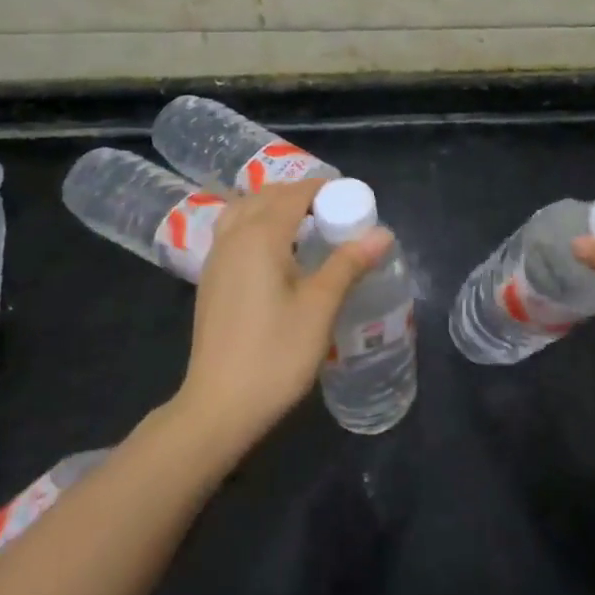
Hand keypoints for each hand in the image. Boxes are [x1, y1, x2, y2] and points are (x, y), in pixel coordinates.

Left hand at [173, 178, 393, 449]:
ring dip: (274, 206)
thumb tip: (383, 232)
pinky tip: (277, 253)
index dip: (324, 188)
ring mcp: (217, 259)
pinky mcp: (211, 280)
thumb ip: (349, 263)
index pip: (294, 194)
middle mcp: (233, 237)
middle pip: (266, 196)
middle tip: (335, 212)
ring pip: (244, 211)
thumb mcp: (320, 307)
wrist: (219, 406)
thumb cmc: (275, 354)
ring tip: (306, 225)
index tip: (353, 198)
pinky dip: (257, 224)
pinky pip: (234, 232)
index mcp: (260, 236)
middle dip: (300, 194)